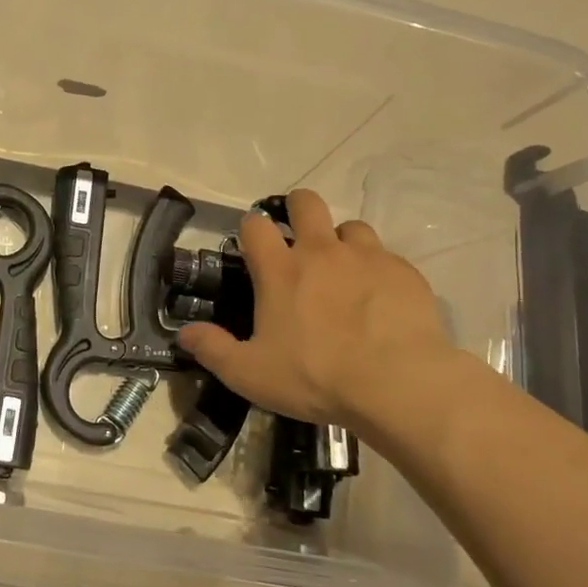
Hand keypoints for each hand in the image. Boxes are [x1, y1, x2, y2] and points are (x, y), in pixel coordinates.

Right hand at [177, 189, 475, 448]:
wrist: (397, 384)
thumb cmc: (315, 377)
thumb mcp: (250, 374)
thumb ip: (212, 350)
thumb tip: (184, 333)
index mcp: (280, 270)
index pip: (256, 224)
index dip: (251, 229)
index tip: (254, 248)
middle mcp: (321, 251)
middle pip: (306, 202)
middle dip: (298, 211)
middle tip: (299, 242)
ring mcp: (366, 257)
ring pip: (351, 226)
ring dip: (342, 242)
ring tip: (344, 273)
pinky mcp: (403, 272)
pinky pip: (386, 257)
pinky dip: (377, 270)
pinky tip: (379, 299)